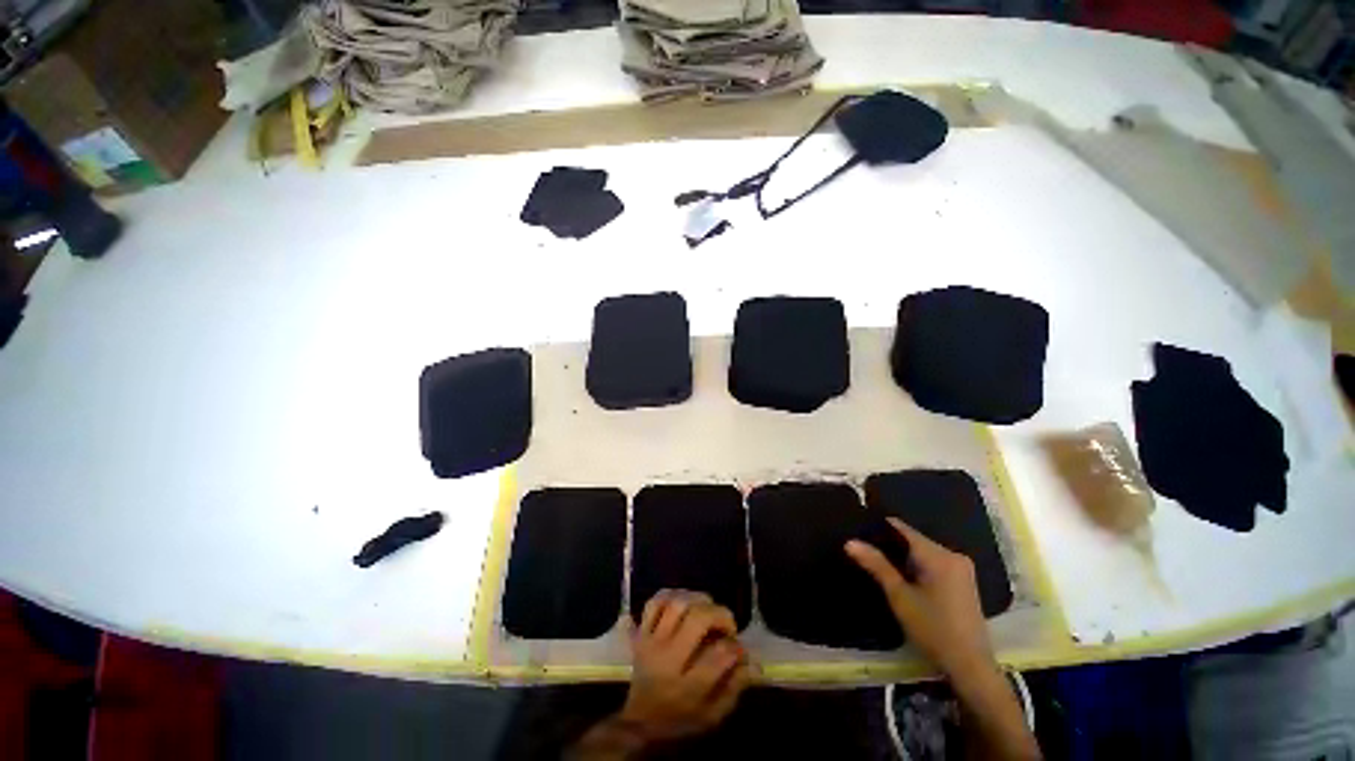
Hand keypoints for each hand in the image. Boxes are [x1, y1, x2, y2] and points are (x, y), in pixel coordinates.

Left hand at [620, 590, 750, 743]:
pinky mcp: (641, 632)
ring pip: (676, 604)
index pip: (719, 655)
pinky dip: (671, 595)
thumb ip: (733, 688)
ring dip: (697, 600)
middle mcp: (669, 659)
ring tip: (707, 609)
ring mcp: (651, 642)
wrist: (638, 722)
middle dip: (719, 615)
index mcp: (688, 688)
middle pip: (697, 620)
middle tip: (727, 624)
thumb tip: (753, 663)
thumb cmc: (680, 720)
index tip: (739, 649)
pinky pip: (654, 602)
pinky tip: (684, 603)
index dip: (736, 646)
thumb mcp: (711, 716)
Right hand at [845, 518, 993, 682]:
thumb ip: (876, 565)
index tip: (858, 533)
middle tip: (866, 555)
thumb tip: (850, 541)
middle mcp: (953, 554)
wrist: (970, 667)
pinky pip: (934, 563)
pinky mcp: (963, 581)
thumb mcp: (899, 596)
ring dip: (903, 559)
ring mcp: (961, 568)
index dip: (878, 528)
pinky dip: (917, 568)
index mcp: (938, 554)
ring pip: (922, 553)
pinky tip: (904, 581)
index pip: (901, 528)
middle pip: (913, 540)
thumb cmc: (933, 629)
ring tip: (879, 566)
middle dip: (890, 546)